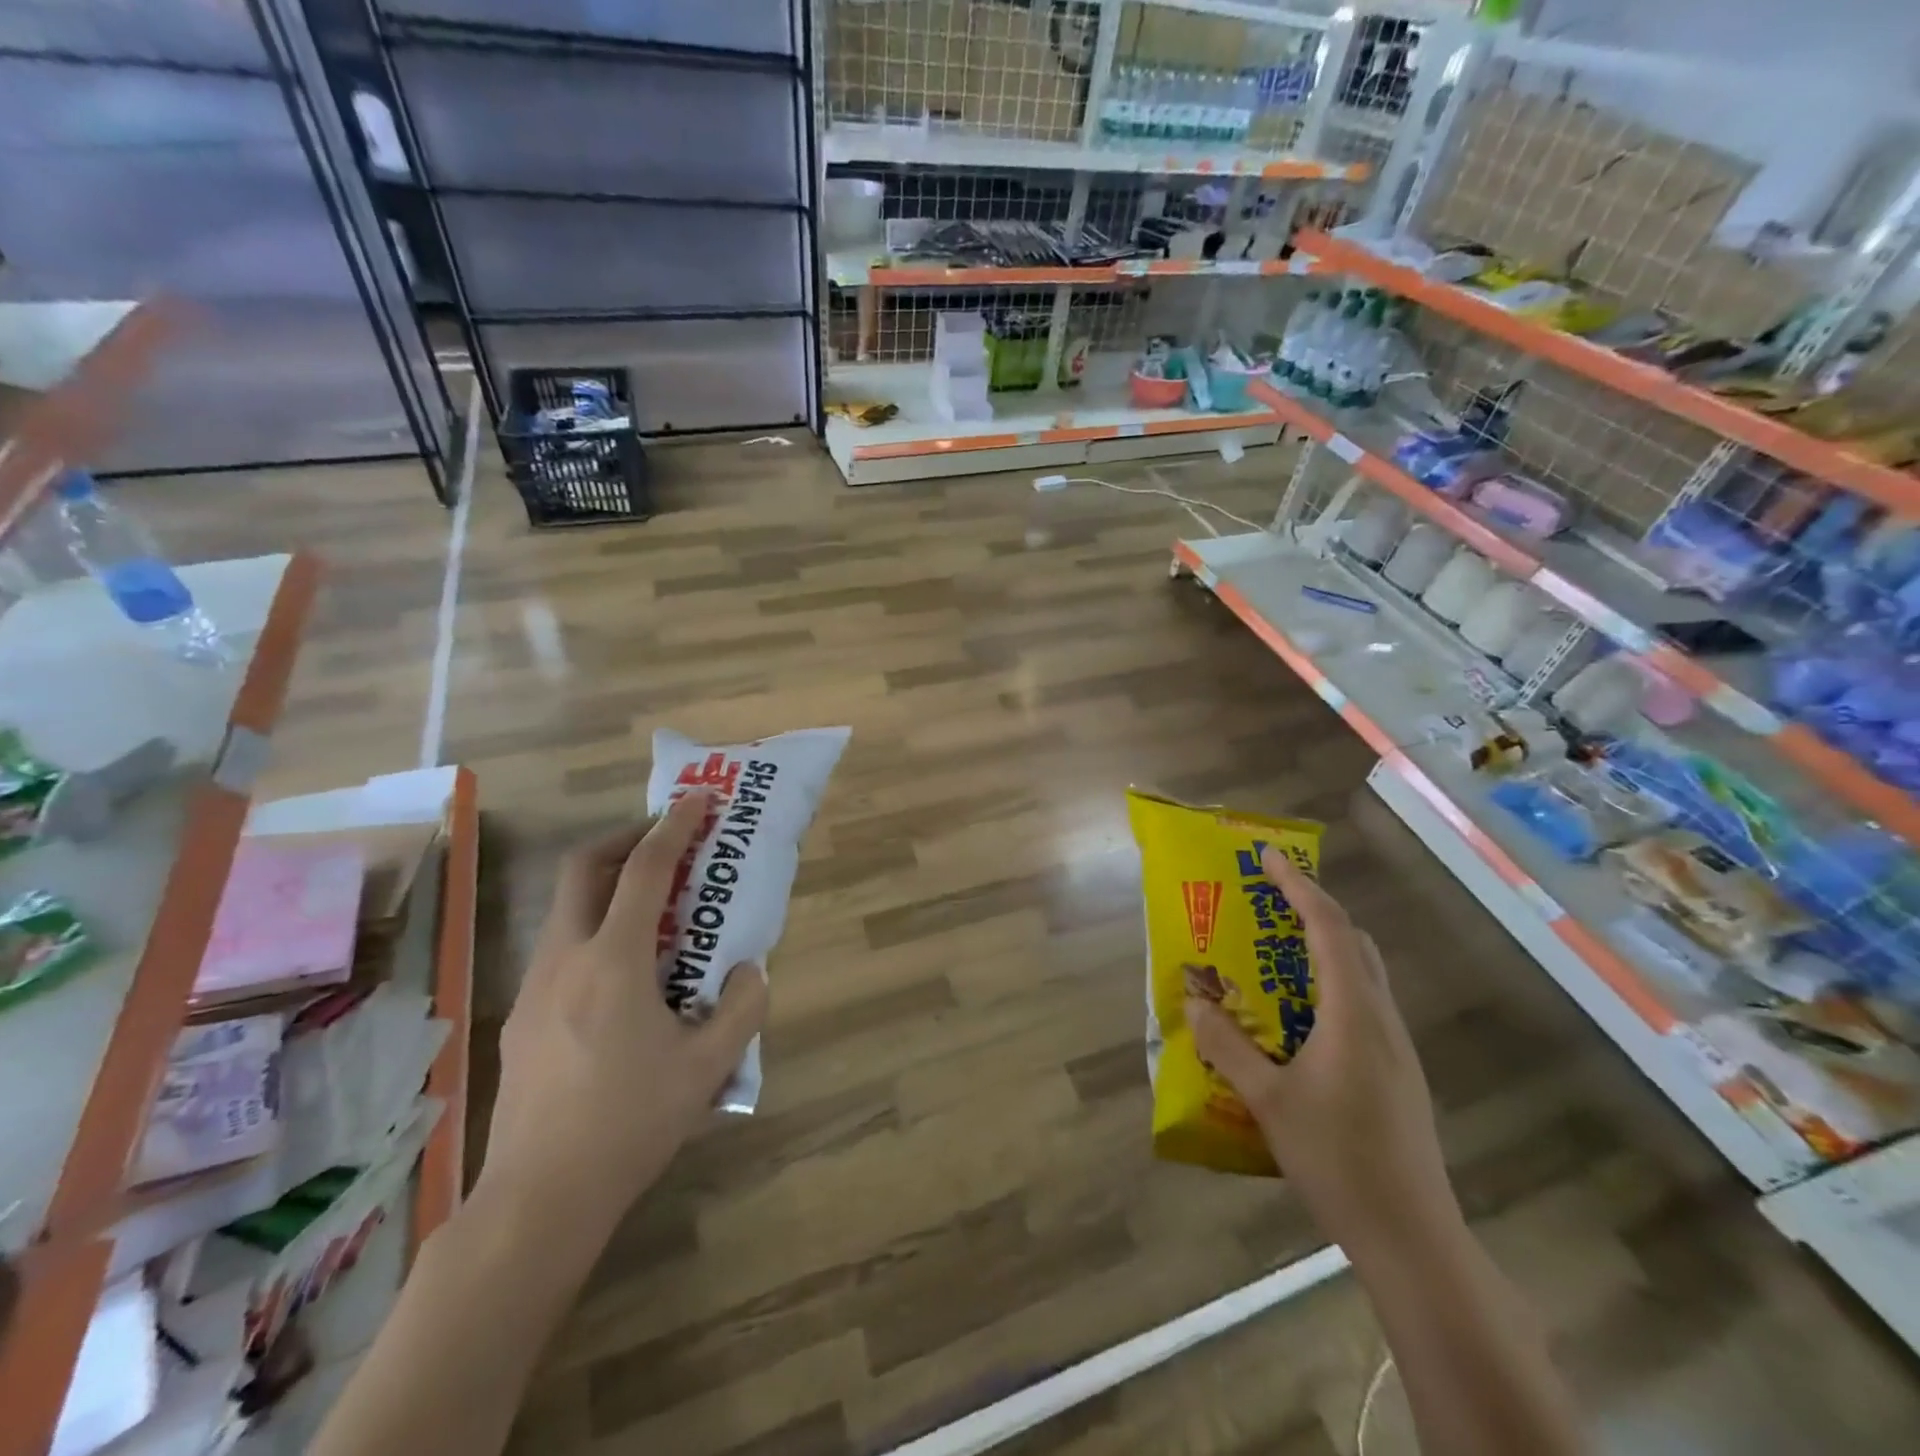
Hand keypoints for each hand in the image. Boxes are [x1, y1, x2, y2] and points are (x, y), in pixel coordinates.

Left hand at [477, 792, 766, 1236]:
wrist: (538, 1198)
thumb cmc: (630, 1123)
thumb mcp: (709, 1066)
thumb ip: (742, 1009)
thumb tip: (747, 973)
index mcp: (614, 960)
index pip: (644, 869)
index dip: (674, 826)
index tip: (696, 799)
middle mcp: (566, 959)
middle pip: (583, 868)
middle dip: (625, 839)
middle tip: (664, 841)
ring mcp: (534, 988)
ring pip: (567, 910)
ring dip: (608, 888)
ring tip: (654, 911)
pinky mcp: (521, 1020)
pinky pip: (561, 951)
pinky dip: (595, 933)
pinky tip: (624, 979)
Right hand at [1186, 848, 1455, 1255]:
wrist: (1412, 1237)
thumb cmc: (1338, 1159)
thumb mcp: (1268, 1100)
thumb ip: (1227, 1046)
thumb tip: (1192, 1001)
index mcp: (1353, 1012)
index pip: (1328, 927)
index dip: (1298, 884)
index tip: (1268, 856)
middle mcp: (1381, 1017)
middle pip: (1353, 940)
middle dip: (1312, 907)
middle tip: (1268, 896)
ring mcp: (1395, 1046)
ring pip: (1362, 972)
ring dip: (1323, 944)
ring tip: (1276, 948)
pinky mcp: (1397, 1071)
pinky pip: (1362, 1002)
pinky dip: (1330, 982)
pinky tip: (1299, 1014)